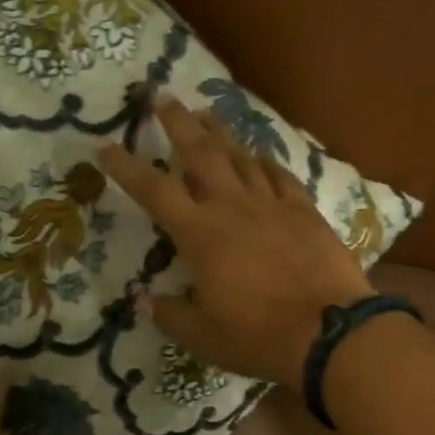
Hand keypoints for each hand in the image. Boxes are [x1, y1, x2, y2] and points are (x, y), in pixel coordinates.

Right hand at [97, 95, 372, 390]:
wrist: (330, 333)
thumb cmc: (259, 336)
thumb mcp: (204, 336)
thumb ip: (172, 314)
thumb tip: (146, 300)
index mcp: (201, 235)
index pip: (154, 191)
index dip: (126, 167)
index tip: (105, 146)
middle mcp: (233, 208)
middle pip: (201, 153)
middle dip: (178, 123)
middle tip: (163, 97)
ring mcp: (272, 205)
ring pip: (241, 157)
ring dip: (221, 132)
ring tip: (207, 112)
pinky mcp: (305, 211)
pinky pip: (281, 176)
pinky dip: (266, 161)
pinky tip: (260, 153)